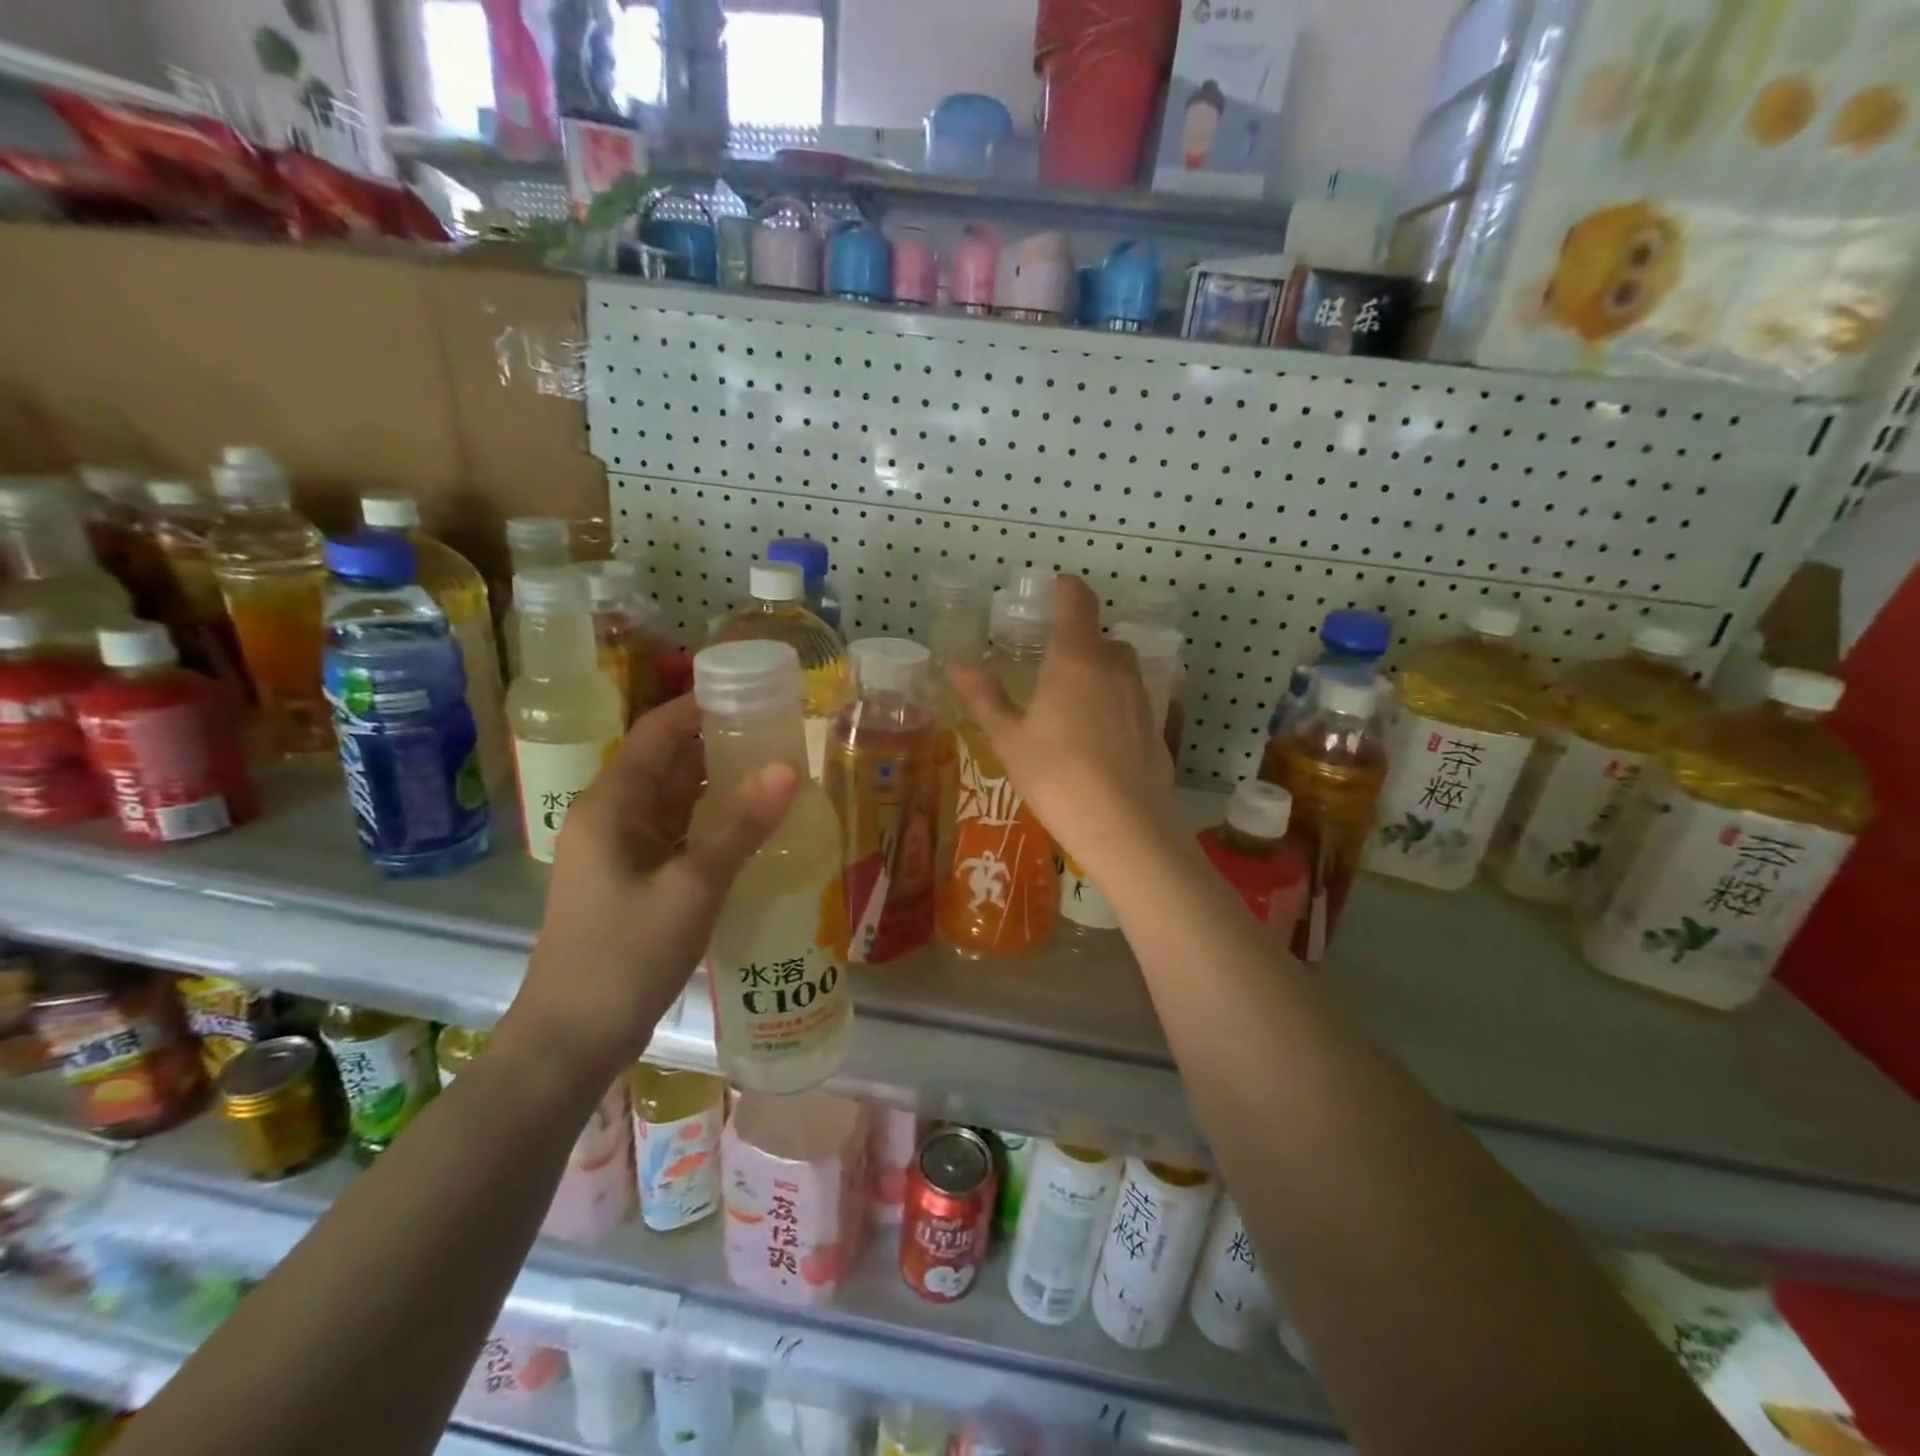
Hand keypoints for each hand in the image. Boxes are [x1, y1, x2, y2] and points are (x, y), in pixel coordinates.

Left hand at [513, 695, 798, 1069]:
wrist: (571, 1041)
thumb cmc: (624, 957)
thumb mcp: (691, 889)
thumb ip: (739, 827)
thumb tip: (787, 768)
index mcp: (610, 805)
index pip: (657, 732)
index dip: (701, 707)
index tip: (754, 696)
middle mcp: (609, 818)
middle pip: (666, 762)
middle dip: (718, 744)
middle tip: (780, 736)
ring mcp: (618, 852)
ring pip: (672, 800)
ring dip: (717, 785)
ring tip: (776, 774)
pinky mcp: (631, 881)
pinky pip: (675, 834)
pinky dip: (710, 823)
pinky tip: (750, 830)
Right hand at [949, 575, 1178, 879]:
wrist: (1126, 827)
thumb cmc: (1057, 776)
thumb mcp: (1010, 739)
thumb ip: (985, 698)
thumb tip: (956, 666)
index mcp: (1076, 659)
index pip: (1078, 601)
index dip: (1066, 589)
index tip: (1055, 588)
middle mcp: (1115, 668)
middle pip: (1101, 638)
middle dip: (1078, 644)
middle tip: (1051, 668)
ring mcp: (1142, 697)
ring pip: (1120, 670)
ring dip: (1099, 674)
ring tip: (1072, 707)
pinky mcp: (1157, 728)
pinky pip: (1133, 701)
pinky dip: (1115, 706)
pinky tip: (1098, 741)